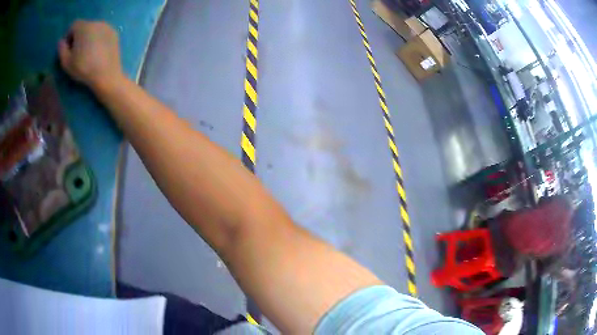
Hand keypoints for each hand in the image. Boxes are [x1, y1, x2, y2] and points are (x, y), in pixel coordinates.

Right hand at [58, 20, 122, 91]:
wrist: (106, 74)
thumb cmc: (83, 68)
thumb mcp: (66, 62)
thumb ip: (61, 49)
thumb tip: (61, 41)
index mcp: (84, 27)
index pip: (74, 25)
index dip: (69, 36)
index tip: (68, 48)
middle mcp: (96, 22)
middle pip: (84, 25)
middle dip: (78, 36)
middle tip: (77, 52)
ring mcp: (107, 26)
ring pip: (94, 28)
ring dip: (89, 37)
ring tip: (88, 53)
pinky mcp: (114, 33)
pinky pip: (102, 32)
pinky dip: (98, 39)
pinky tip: (97, 52)